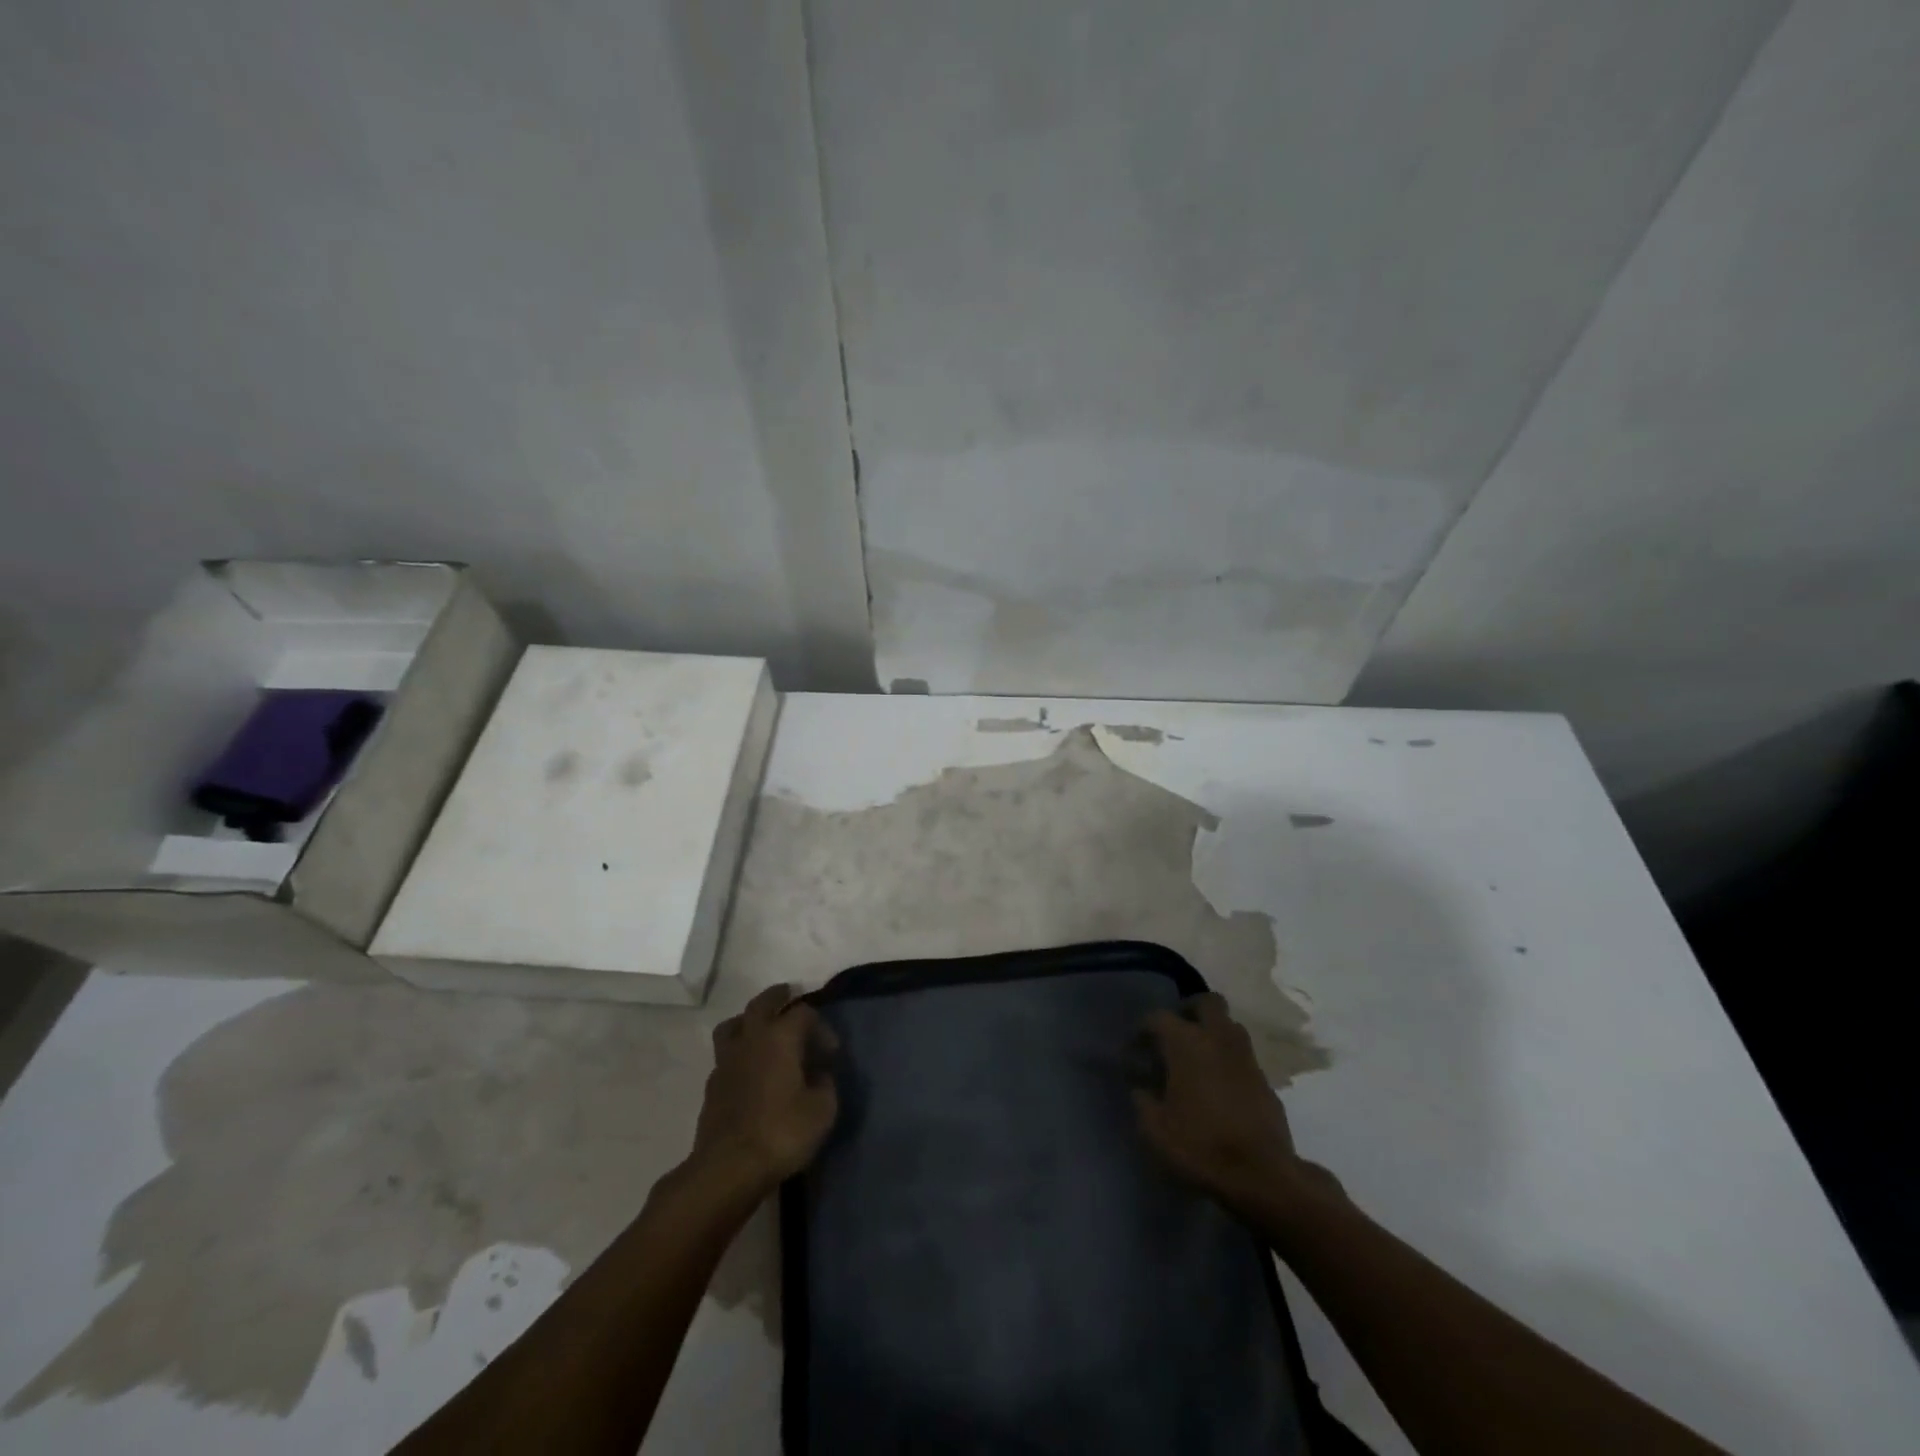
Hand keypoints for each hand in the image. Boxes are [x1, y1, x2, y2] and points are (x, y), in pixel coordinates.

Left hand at [691, 984, 839, 1191]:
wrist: (728, 1168)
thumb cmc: (782, 1132)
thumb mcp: (822, 1110)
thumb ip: (825, 1084)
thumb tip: (820, 1075)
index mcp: (780, 1037)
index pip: (804, 1013)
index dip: (821, 1026)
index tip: (832, 1052)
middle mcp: (751, 1038)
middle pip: (762, 1003)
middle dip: (778, 997)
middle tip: (789, 995)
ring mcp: (726, 1060)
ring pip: (734, 1024)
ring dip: (749, 1020)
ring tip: (762, 1029)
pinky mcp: (712, 1085)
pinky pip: (726, 1054)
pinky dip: (739, 1051)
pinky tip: (749, 1069)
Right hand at [1133, 993, 1339, 1215]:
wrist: (1262, 1176)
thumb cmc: (1201, 1146)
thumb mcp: (1155, 1128)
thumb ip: (1143, 1100)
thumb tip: (1140, 1087)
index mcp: (1186, 1043)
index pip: (1159, 1017)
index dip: (1143, 1030)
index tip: (1135, 1049)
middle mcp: (1218, 1039)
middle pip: (1208, 1002)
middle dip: (1190, 1010)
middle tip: (1176, 1033)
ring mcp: (1247, 1058)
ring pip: (1230, 1026)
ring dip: (1213, 1033)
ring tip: (1198, 1058)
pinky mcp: (1266, 1081)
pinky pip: (1243, 1057)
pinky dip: (1229, 1061)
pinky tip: (1220, 1086)